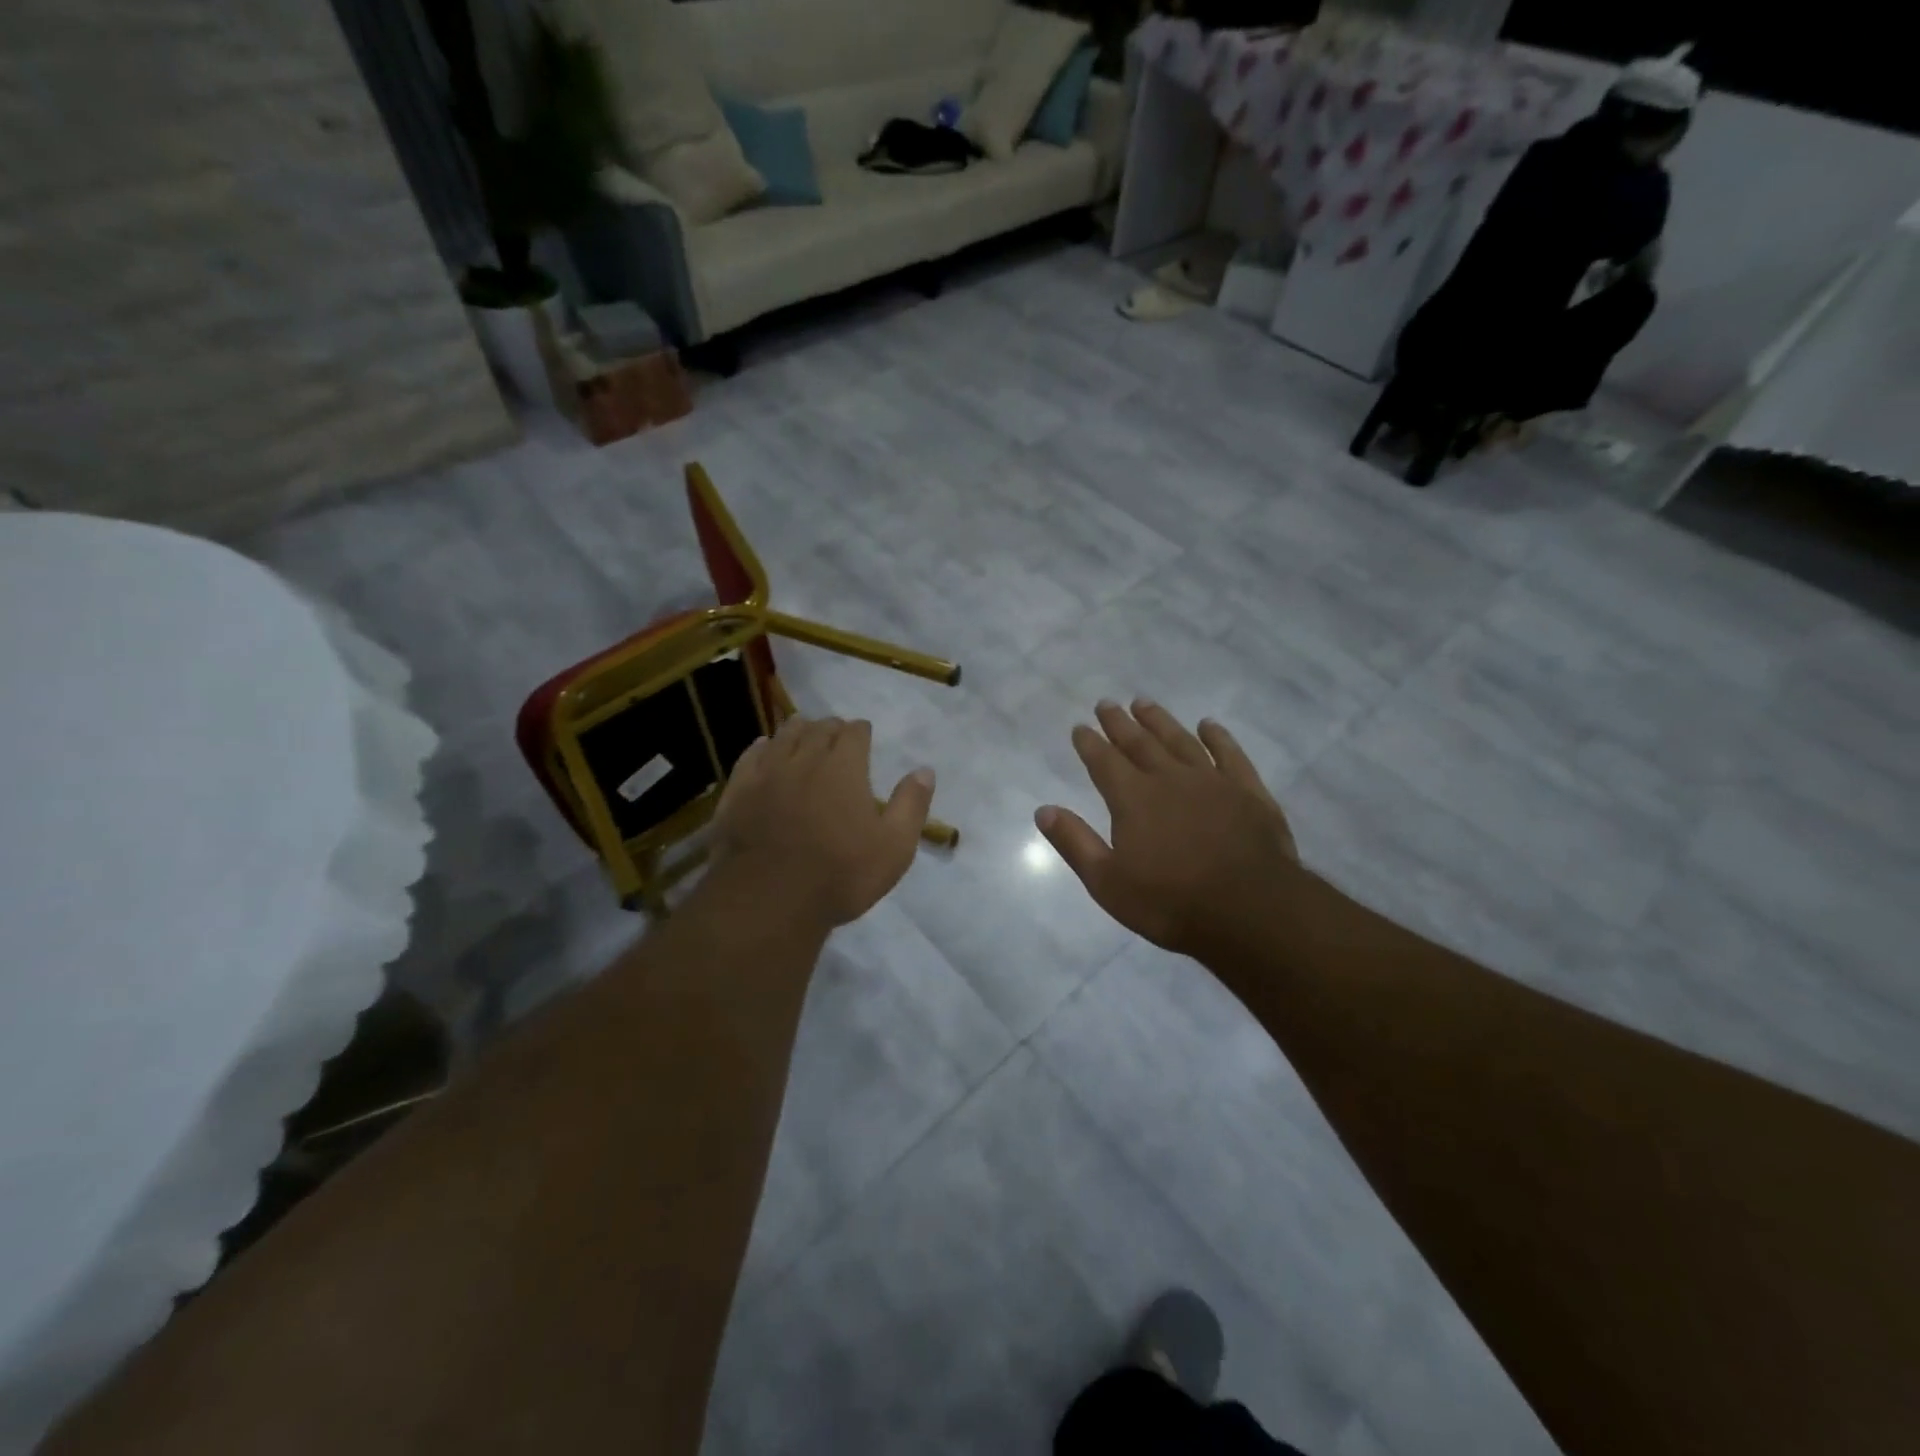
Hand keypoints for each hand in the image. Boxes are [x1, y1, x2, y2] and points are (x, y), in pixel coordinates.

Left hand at [711, 715, 933, 928]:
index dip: (861, 731)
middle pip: (818, 729)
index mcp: (844, 768)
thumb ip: (911, 805)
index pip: (854, 733)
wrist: (768, 900)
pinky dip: (761, 747)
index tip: (864, 733)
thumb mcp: (894, 847)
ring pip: (782, 737)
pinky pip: (749, 757)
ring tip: (803, 730)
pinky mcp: (737, 792)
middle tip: (836, 732)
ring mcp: (766, 774)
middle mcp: (804, 759)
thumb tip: (925, 770)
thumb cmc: (840, 875)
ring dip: (797, 730)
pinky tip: (763, 747)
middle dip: (830, 728)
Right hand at [1036, 700, 1297, 961]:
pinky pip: (1230, 754)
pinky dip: (1218, 737)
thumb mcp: (1108, 882)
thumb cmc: (1170, 902)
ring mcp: (1212, 781)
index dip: (1090, 743)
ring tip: (1144, 703)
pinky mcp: (1248, 791)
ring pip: (1180, 740)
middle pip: (1139, 743)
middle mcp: (1169, 779)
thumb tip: (1043, 810)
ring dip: (1160, 721)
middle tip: (1107, 704)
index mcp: (1133, 799)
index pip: (1104, 762)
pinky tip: (1208, 725)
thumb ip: (1075, 843)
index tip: (1080, 727)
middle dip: (1119, 723)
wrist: (1249, 910)